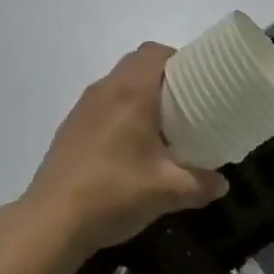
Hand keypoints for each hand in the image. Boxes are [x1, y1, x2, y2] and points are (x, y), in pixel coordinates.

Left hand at [22, 44, 228, 256]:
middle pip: (136, 64)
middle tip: (185, 104)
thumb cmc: (114, 192)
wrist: (52, 221)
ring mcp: (83, 108)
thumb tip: (222, 183)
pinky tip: (128, 147)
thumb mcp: (168, 191)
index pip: (155, 52)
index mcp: (131, 91)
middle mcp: (105, 90)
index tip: (198, 82)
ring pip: (117, 84)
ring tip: (160, 126)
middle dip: (162, 76)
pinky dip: (119, 112)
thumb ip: (201, 184)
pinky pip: (102, 104)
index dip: (179, 60)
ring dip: (139, 94)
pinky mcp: (70, 128)